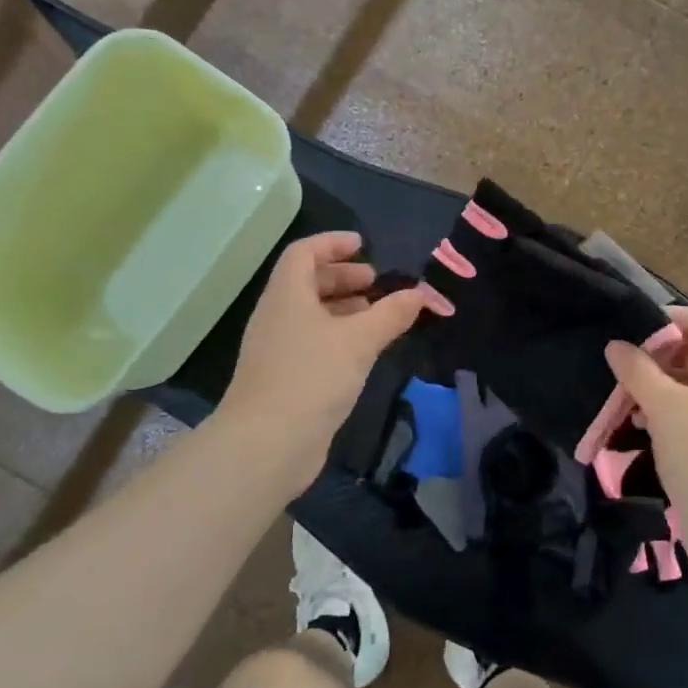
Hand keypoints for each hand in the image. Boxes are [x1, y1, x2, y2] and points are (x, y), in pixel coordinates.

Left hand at [220, 232, 426, 493]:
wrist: (267, 444)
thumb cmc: (312, 376)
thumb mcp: (359, 340)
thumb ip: (391, 314)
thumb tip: (420, 294)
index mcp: (287, 295)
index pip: (304, 253)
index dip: (332, 243)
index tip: (363, 245)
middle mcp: (278, 317)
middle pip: (307, 283)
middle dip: (343, 277)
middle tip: (376, 282)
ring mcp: (278, 349)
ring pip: (312, 315)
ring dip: (344, 309)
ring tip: (378, 315)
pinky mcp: (285, 378)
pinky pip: (313, 343)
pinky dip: (339, 336)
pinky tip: (364, 352)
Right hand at [604, 307, 687, 571]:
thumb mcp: (666, 408)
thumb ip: (637, 370)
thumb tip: (615, 345)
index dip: (661, 320)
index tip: (621, 330)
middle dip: (650, 357)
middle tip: (613, 367)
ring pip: (681, 383)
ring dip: (650, 386)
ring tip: (617, 397)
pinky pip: (682, 411)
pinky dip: (658, 410)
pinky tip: (633, 421)